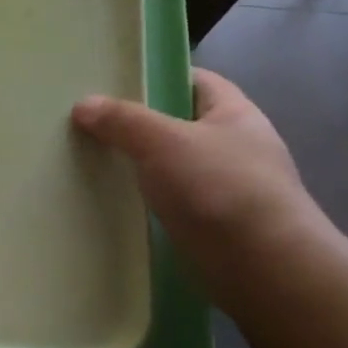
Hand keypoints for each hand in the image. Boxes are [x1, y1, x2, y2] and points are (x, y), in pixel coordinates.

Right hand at [72, 69, 330, 293]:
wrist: (265, 270)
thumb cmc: (220, 190)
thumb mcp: (164, 142)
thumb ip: (122, 120)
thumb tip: (83, 104)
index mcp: (234, 113)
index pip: (194, 81)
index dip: (157, 77)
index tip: (112, 84)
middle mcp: (235, 147)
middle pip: (179, 124)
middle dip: (138, 125)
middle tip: (90, 125)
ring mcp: (228, 189)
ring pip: (173, 167)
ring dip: (140, 168)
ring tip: (93, 164)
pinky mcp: (216, 227)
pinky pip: (173, 203)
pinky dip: (148, 203)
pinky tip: (116, 206)